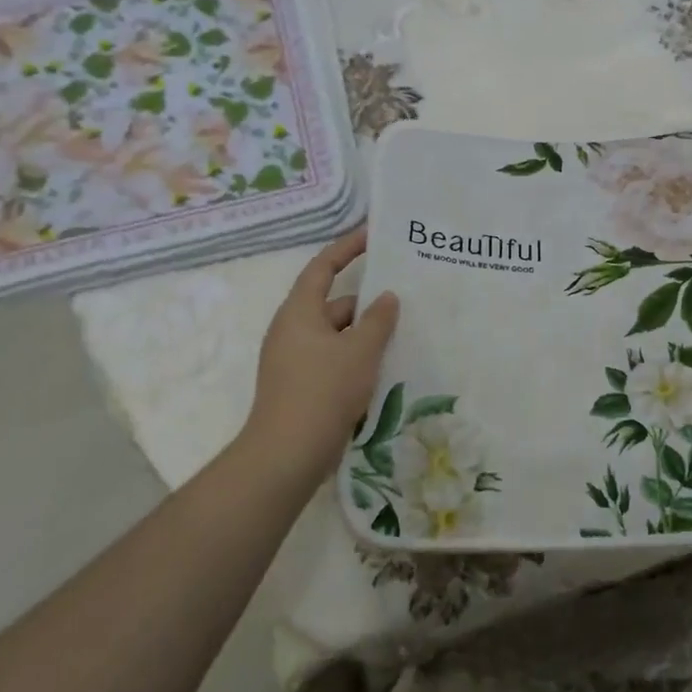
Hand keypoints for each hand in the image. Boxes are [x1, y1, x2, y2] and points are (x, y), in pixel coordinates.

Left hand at [242, 229, 400, 484]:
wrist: (287, 455)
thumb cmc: (323, 391)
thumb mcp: (360, 350)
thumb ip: (378, 319)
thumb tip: (387, 296)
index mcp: (299, 312)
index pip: (323, 267)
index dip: (347, 248)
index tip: (372, 236)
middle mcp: (292, 330)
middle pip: (334, 304)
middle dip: (367, 303)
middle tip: (405, 300)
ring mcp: (294, 360)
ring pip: (337, 335)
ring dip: (365, 334)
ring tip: (402, 336)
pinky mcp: (300, 386)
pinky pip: (333, 359)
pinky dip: (356, 358)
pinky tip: (383, 369)